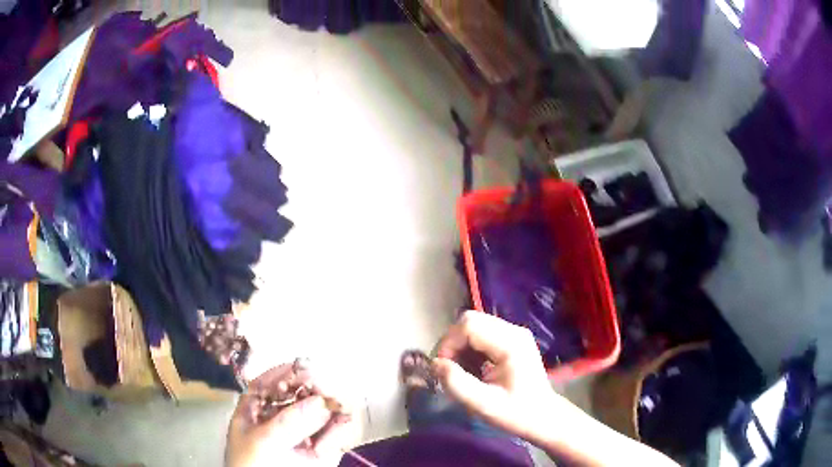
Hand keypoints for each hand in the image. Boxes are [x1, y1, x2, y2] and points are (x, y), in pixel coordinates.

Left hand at [225, 364, 356, 466]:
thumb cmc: (254, 466)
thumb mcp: (263, 442)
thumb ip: (289, 422)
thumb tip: (321, 402)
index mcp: (254, 415)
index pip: (265, 386)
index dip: (281, 374)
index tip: (302, 366)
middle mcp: (278, 422)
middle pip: (296, 396)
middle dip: (312, 390)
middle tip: (326, 388)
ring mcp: (301, 437)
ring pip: (319, 413)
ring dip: (331, 406)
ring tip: (339, 404)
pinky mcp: (321, 452)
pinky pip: (334, 435)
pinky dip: (341, 427)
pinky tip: (344, 421)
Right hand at [432, 311, 567, 443]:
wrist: (543, 417)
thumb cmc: (516, 413)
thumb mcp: (484, 405)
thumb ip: (458, 384)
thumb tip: (435, 364)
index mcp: (511, 344)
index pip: (469, 325)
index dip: (449, 343)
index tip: (442, 368)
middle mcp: (514, 331)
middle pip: (471, 320)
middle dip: (452, 343)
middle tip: (448, 369)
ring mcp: (514, 334)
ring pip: (474, 326)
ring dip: (460, 347)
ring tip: (461, 372)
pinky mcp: (511, 340)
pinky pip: (481, 334)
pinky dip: (469, 349)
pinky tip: (472, 369)